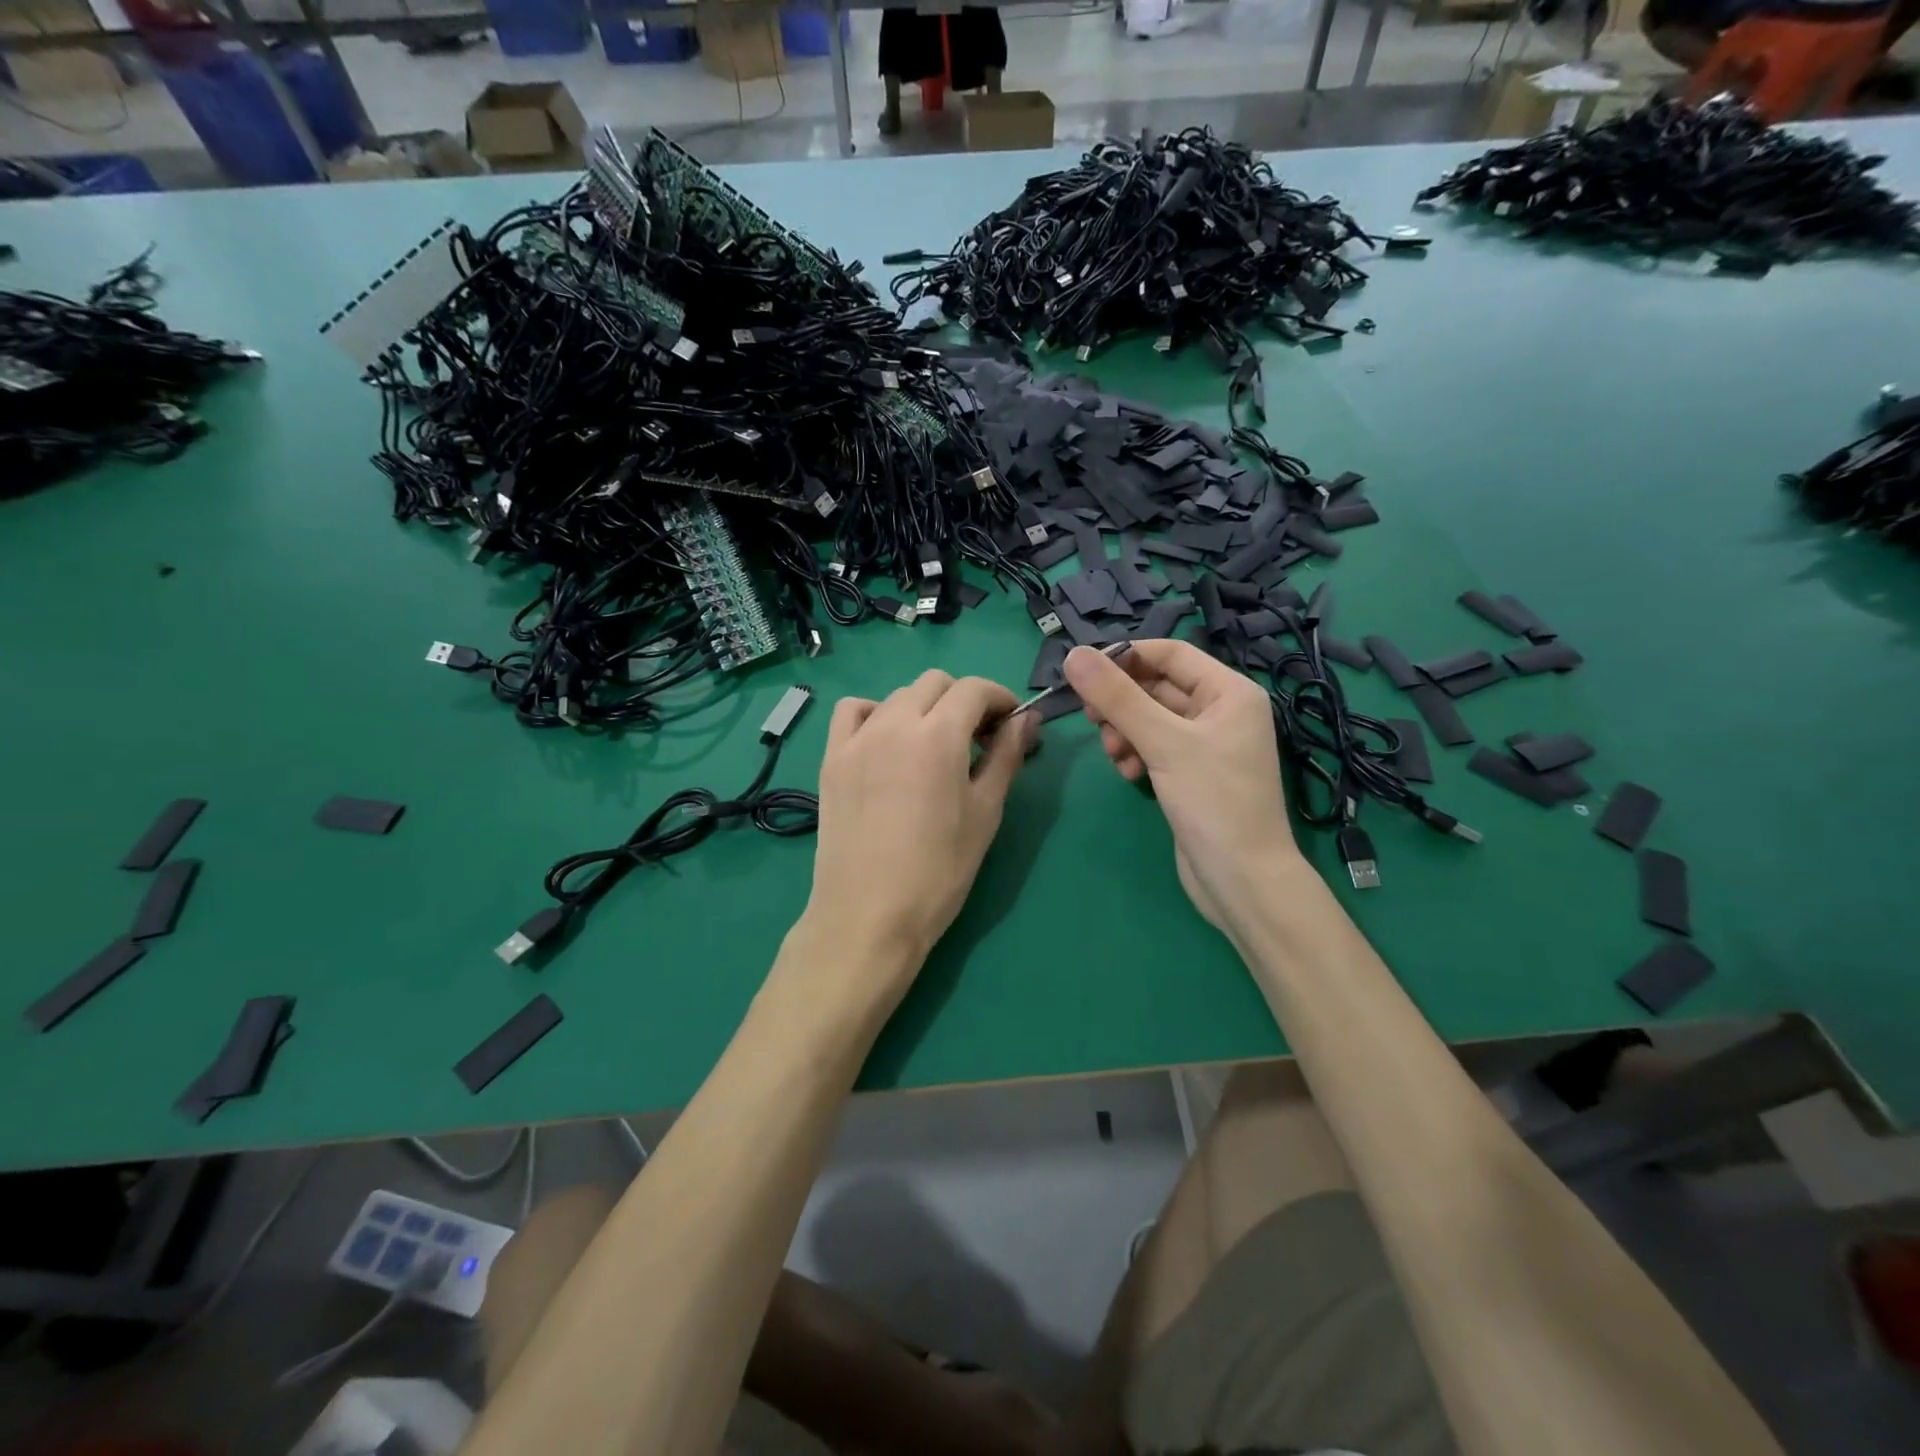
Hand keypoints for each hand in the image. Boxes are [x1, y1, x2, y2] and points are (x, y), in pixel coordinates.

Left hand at [801, 670, 1034, 1014]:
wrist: (869, 915)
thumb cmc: (940, 870)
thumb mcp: (986, 813)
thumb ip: (1007, 756)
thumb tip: (1027, 720)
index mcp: (938, 735)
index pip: (973, 689)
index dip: (1000, 698)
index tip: (1011, 723)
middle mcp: (894, 723)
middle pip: (935, 683)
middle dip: (963, 700)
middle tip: (978, 738)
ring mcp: (857, 739)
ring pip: (897, 696)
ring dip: (924, 707)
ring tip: (934, 745)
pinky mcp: (832, 758)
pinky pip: (852, 712)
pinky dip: (876, 713)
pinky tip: (887, 743)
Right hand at [1064, 640, 1298, 931]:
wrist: (1242, 880)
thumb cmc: (1213, 802)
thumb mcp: (1164, 743)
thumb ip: (1118, 697)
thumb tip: (1074, 655)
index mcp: (1229, 691)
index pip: (1170, 653)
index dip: (1126, 657)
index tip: (1084, 673)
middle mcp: (1221, 711)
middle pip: (1157, 685)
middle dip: (1121, 701)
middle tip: (1089, 717)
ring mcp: (1206, 744)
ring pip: (1150, 718)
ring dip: (1124, 730)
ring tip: (1113, 753)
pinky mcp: (1191, 774)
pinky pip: (1154, 747)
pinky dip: (1135, 753)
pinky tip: (1128, 773)